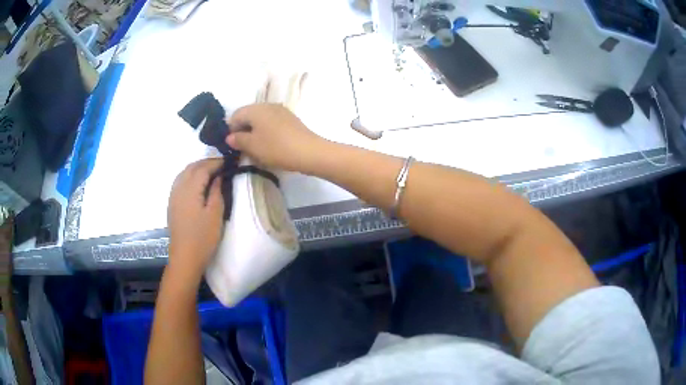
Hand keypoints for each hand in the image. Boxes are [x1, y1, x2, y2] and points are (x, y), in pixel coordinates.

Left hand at [167, 158, 224, 279]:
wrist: (185, 258)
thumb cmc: (203, 238)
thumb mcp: (215, 215)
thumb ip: (216, 192)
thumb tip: (218, 177)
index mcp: (190, 189)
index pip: (203, 168)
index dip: (216, 163)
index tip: (228, 162)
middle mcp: (178, 188)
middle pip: (191, 167)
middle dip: (205, 163)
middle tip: (221, 165)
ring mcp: (173, 196)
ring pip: (184, 173)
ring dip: (196, 169)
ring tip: (210, 172)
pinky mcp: (172, 204)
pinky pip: (180, 182)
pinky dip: (189, 177)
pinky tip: (197, 184)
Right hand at [226, 103, 325, 172]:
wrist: (308, 151)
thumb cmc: (275, 148)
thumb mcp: (252, 146)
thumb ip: (238, 140)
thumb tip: (230, 137)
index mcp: (255, 109)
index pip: (235, 115)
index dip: (231, 129)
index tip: (233, 145)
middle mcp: (267, 105)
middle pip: (248, 115)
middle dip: (243, 129)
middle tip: (244, 147)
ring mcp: (280, 110)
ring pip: (261, 119)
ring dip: (255, 131)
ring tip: (257, 147)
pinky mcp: (290, 118)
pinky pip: (272, 122)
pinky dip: (267, 131)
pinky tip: (270, 144)